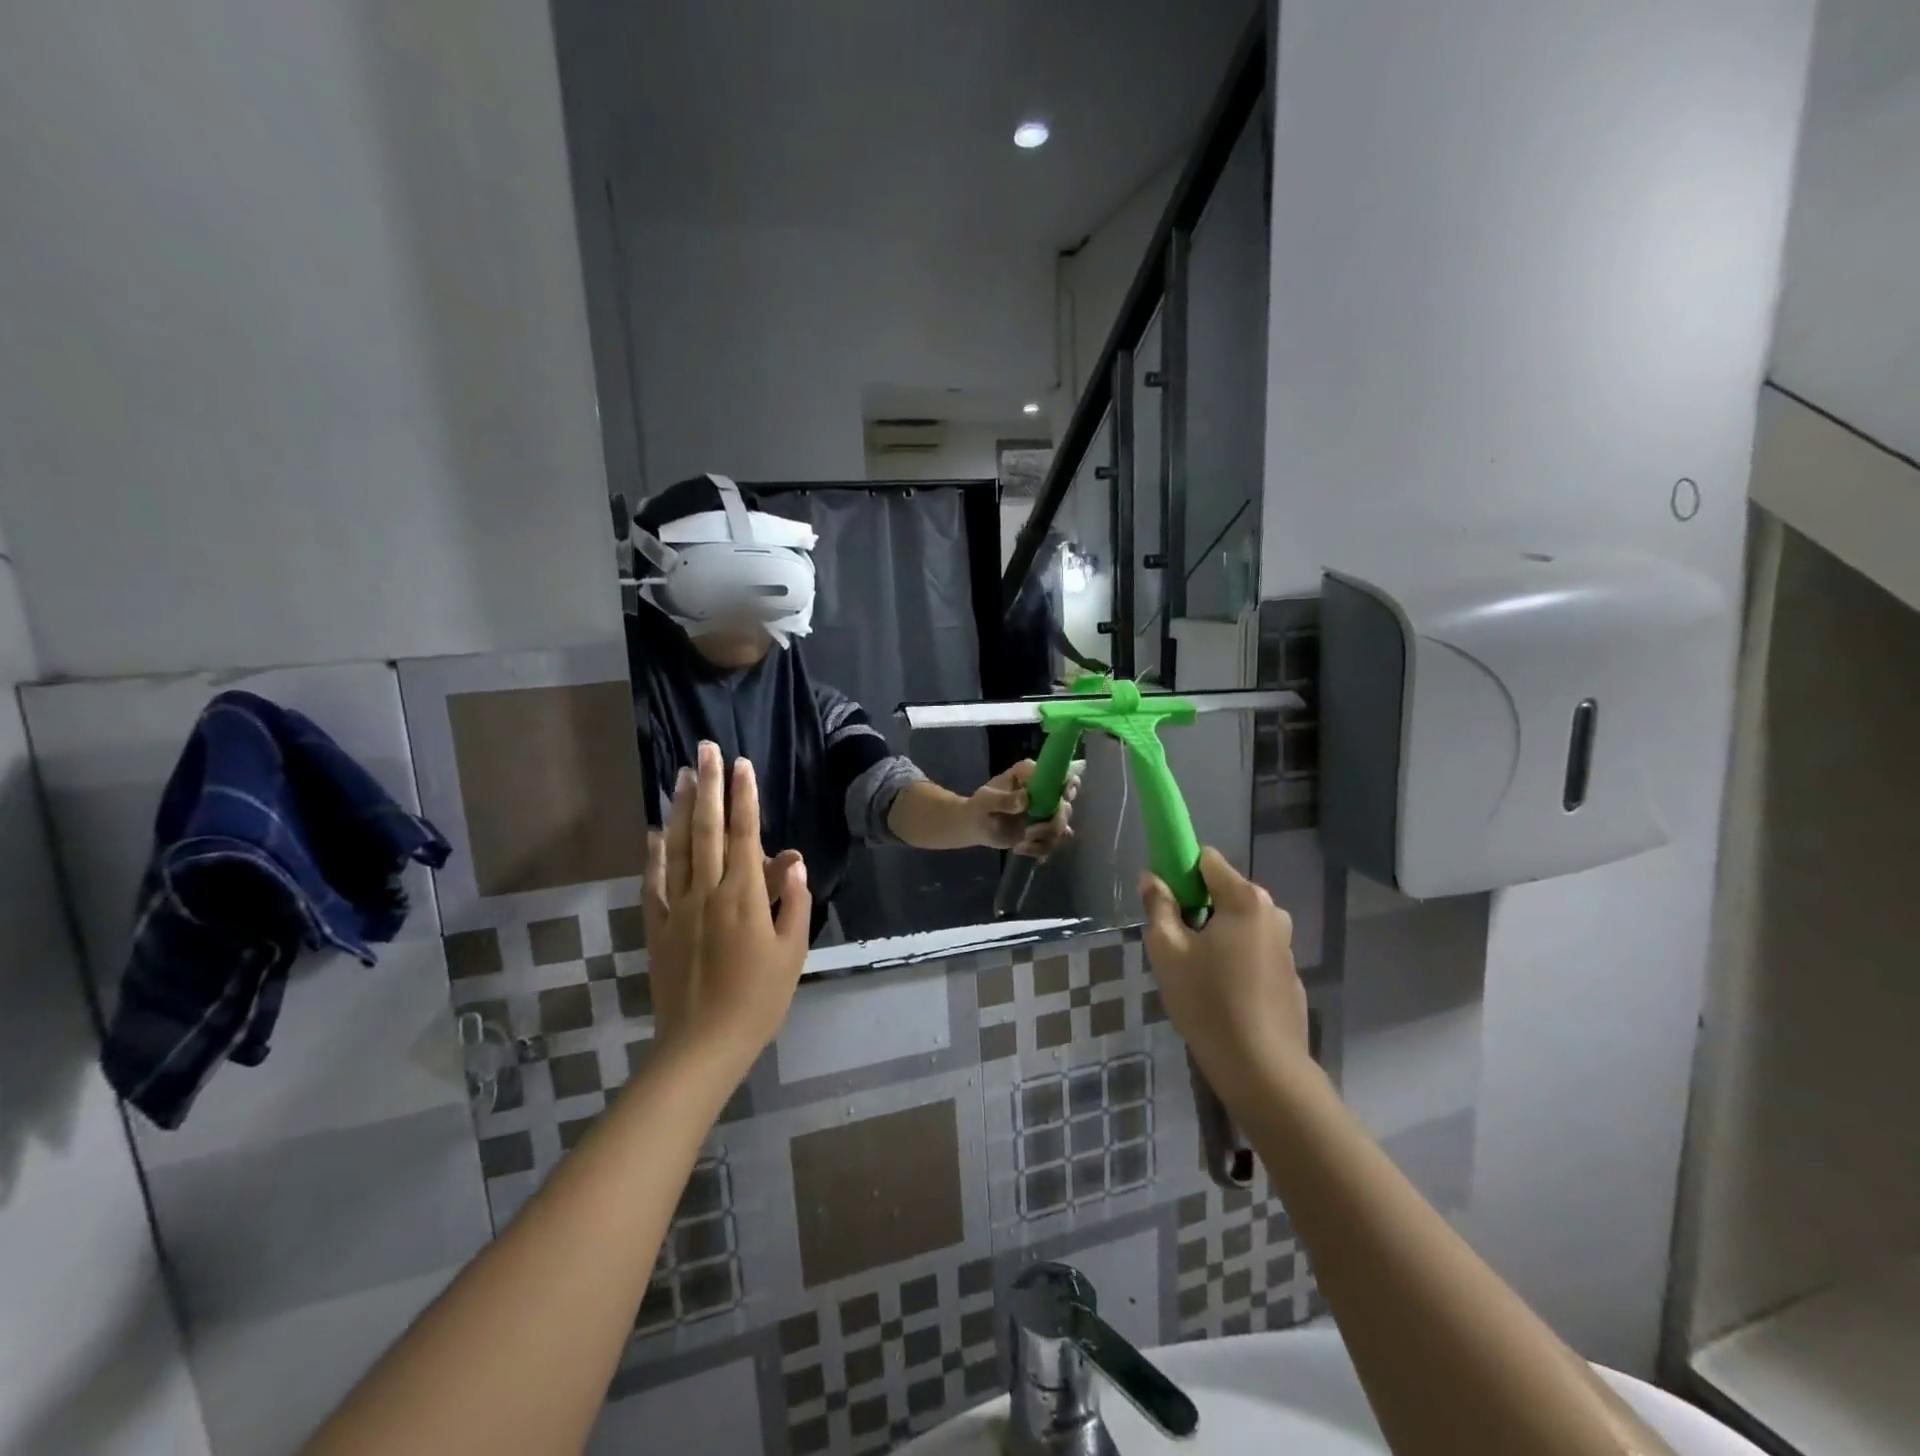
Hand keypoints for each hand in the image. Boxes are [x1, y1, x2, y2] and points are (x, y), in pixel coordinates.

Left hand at [641, 741, 811, 1062]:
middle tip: (706, 750)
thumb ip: (792, 901)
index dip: (744, 797)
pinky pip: (653, 882)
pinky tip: (655, 831)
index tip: (743, 765)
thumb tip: (792, 858)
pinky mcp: (657, 926)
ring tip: (681, 775)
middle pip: (708, 829)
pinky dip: (654, 853)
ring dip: (681, 808)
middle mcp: (708, 892)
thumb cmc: (759, 998)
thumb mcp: (792, 952)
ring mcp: (678, 908)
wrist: (703, 1043)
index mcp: (744, 897)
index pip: (745, 835)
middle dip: (709, 786)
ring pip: (678, 847)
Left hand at [970, 759, 1079, 857]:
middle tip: (1032, 830)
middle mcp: (1045, 795)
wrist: (974, 825)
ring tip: (1021, 842)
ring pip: (1062, 827)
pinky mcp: (1042, 834)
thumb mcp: (986, 800)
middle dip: (1055, 820)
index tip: (1063, 797)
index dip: (1069, 784)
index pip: (1061, 774)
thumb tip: (1024, 799)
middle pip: (1066, 805)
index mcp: (1033, 777)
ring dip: (1045, 837)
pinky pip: (1051, 843)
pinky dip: (1038, 849)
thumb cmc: (980, 805)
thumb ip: (1003, 799)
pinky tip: (1019, 848)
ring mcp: (1045, 815)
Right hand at [1138, 849, 1308, 1095]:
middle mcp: (1272, 913)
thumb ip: (1157, 906)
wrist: (1263, 1071)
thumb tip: (1152, 877)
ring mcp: (1285, 945)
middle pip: (1224, 892)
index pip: (1207, 860)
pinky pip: (1252, 952)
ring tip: (1196, 976)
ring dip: (1215, 936)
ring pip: (1238, 925)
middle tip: (1174, 946)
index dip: (1180, 873)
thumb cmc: (1208, 1002)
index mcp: (1245, 899)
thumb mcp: (1167, 950)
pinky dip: (1234, 961)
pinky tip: (1222, 997)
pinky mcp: (1290, 976)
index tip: (1163, 902)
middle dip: (1196, 908)